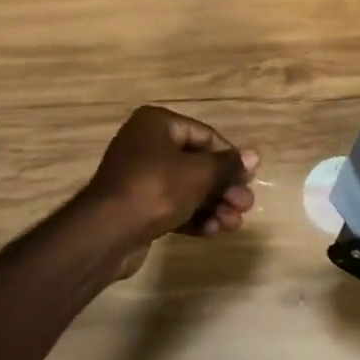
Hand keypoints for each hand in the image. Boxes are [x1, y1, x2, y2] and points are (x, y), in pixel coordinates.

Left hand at [78, 105, 258, 247]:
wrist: (105, 235)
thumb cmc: (155, 189)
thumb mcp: (198, 174)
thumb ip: (227, 165)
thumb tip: (254, 155)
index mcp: (157, 124)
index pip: (204, 136)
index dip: (229, 158)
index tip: (249, 178)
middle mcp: (146, 145)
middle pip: (197, 164)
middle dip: (223, 187)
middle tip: (246, 205)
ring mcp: (139, 177)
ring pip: (186, 188)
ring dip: (213, 205)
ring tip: (234, 224)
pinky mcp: (136, 207)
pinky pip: (172, 206)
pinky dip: (194, 217)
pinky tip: (215, 231)